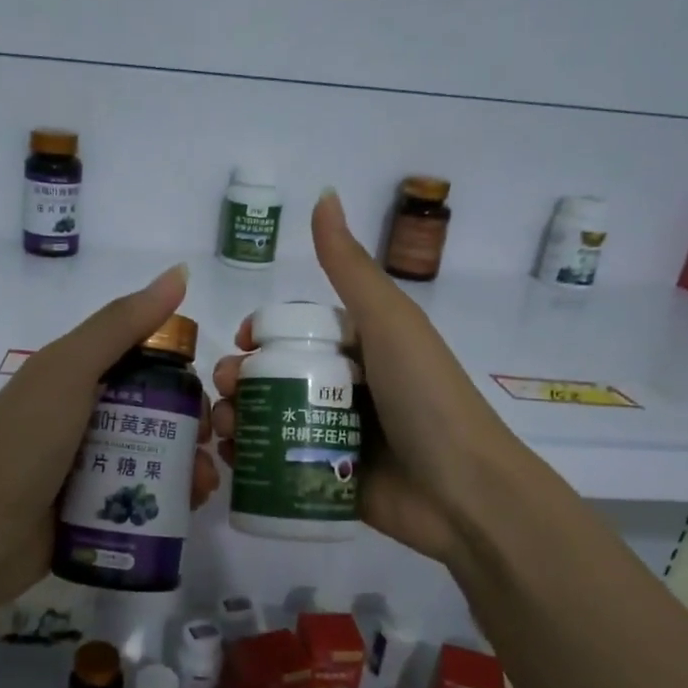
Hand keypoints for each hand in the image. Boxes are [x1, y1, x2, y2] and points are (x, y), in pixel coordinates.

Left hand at [0, 264, 219, 609]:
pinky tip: (192, 507)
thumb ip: (122, 323)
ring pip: (156, 455)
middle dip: (193, 424)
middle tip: (214, 443)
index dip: (181, 370)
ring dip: (190, 465)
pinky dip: (172, 498)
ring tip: (206, 484)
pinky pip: (144, 494)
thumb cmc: (23, 444)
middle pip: (156, 410)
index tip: (211, 389)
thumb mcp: (69, 370)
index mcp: (76, 375)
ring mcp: (90, 465)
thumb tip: (180, 271)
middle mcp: (85, 415)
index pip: (143, 361)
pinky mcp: (96, 508)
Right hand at [211, 190, 523, 568]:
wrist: (464, 492)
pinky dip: (252, 458)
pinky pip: (280, 463)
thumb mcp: (389, 322)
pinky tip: (232, 457)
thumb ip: (350, 267)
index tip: (239, 341)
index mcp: (362, 347)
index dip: (263, 333)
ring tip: (224, 426)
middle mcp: (347, 389)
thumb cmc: (425, 396)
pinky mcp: (329, 478)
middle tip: (226, 389)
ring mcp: (337, 436)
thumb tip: (323, 195)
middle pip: (277, 374)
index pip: (298, 331)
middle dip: (241, 377)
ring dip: (238, 416)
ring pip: (272, 418)